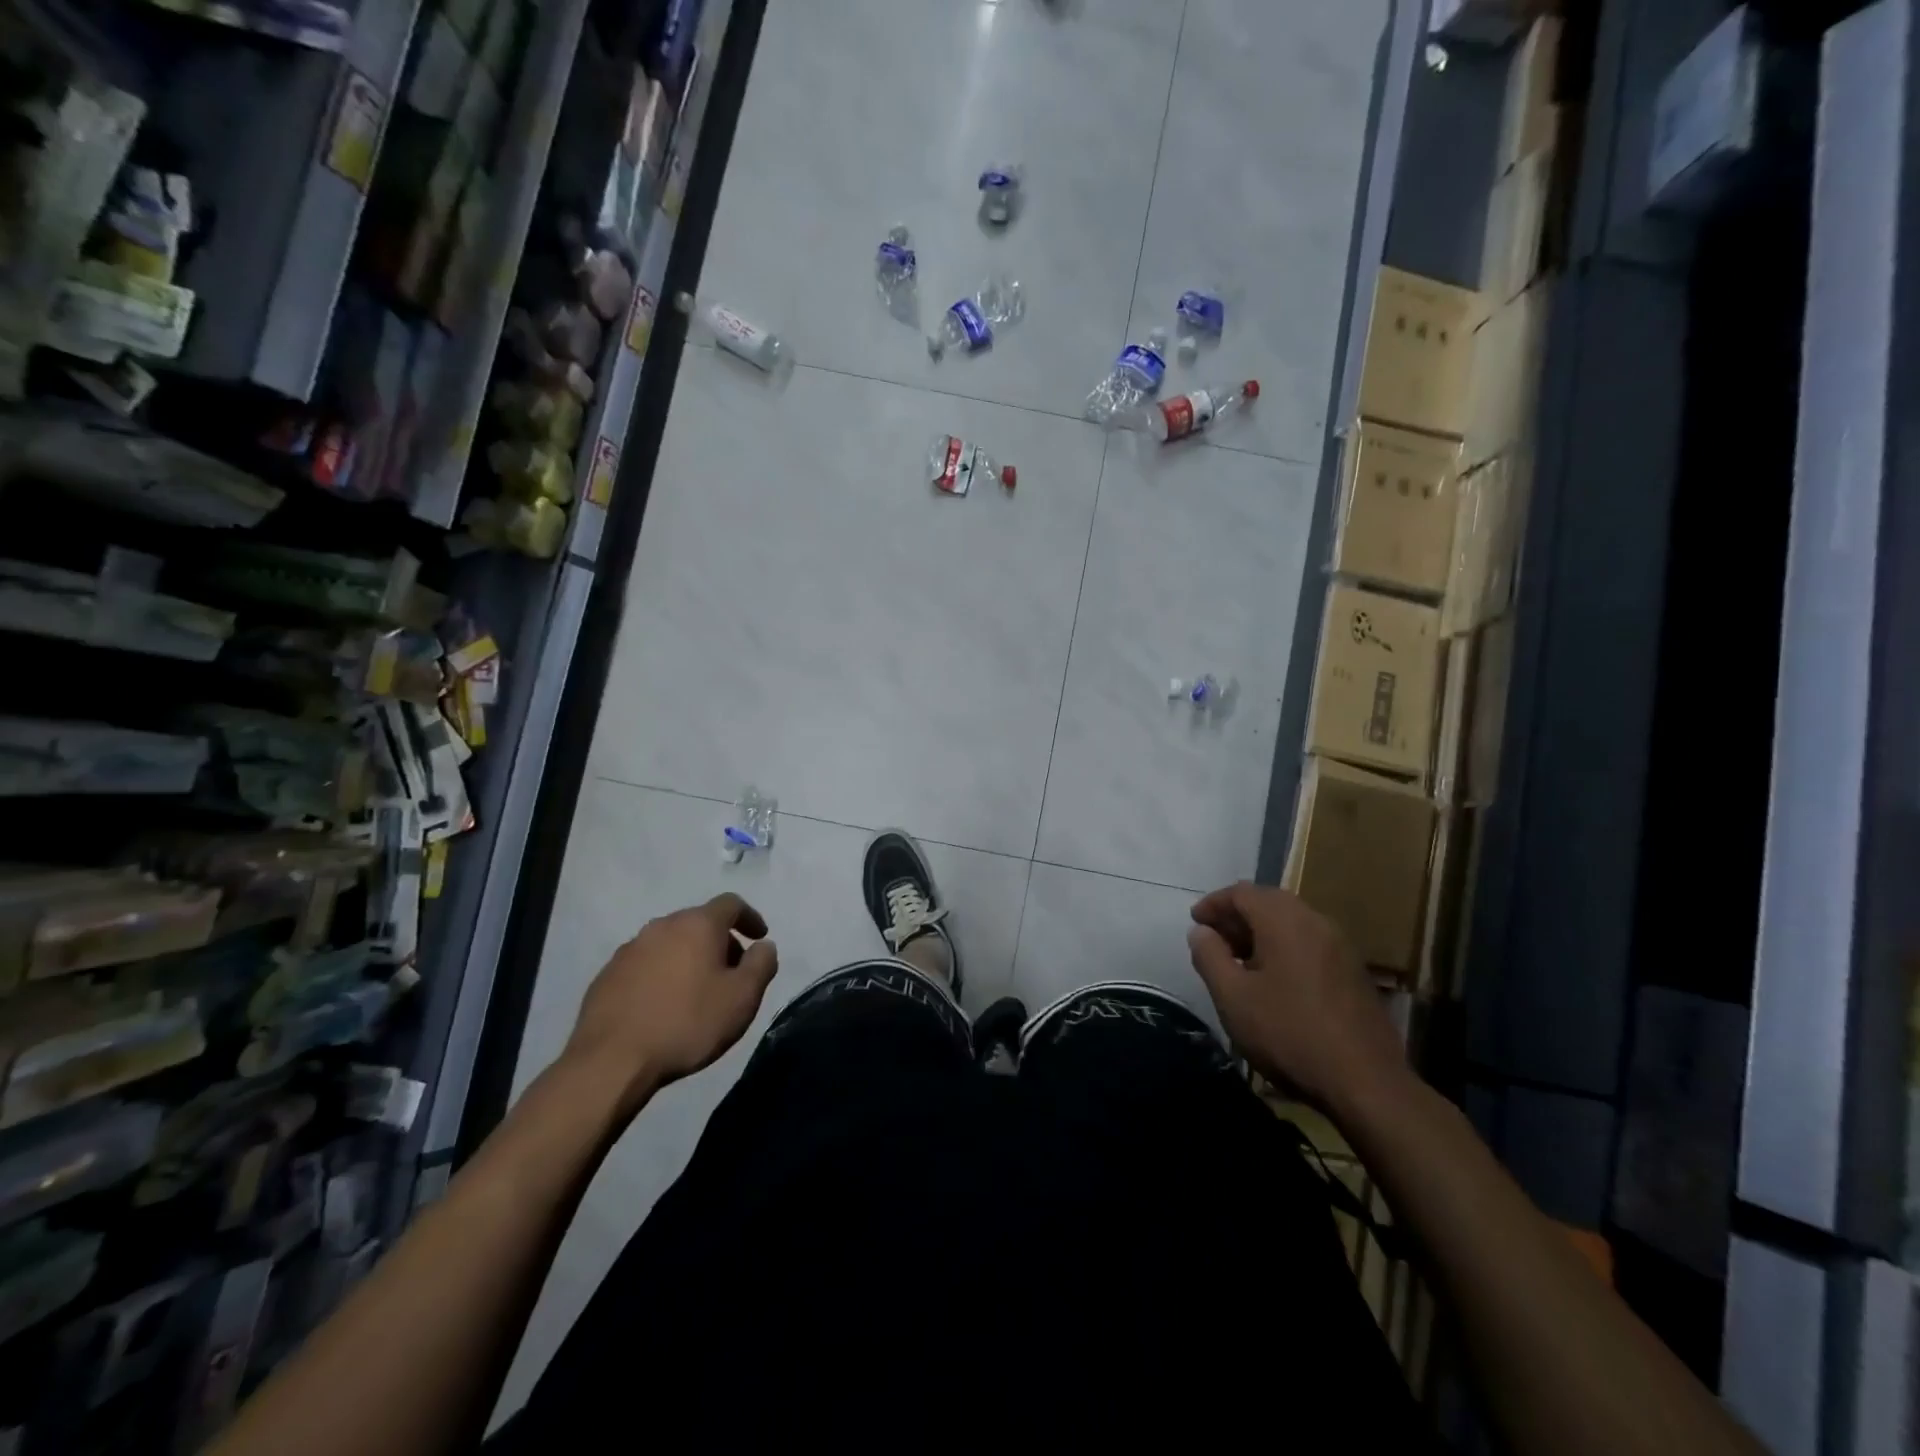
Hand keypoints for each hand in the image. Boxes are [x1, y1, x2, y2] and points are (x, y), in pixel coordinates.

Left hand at [562, 893, 778, 1111]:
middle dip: (720, 941)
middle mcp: (662, 926)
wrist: (611, 1061)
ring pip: (670, 943)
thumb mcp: (742, 998)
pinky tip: (663, 1004)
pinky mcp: (607, 974)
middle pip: (699, 922)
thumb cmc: (687, 1023)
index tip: (759, 938)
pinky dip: (662, 974)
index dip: (750, 917)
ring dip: (689, 958)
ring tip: (697, 991)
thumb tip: (764, 946)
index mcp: (697, 925)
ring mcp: (630, 949)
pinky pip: (645, 964)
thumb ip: (762, 964)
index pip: (731, 904)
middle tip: (731, 972)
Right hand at [1187, 882, 1408, 1118]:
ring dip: (1261, 932)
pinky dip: (1284, 947)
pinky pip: (1310, 943)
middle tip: (1214, 939)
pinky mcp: (1354, 972)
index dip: (1214, 903)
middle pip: (1270, 902)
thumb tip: (1200, 932)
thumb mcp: (1233, 998)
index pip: (1243, 893)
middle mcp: (1316, 923)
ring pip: (1292, 922)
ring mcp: (1341, 947)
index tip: (1195, 922)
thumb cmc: (1289, 1034)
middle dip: (1237, 916)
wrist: (1366, 1083)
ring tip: (1239, 960)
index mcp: (1285, 921)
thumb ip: (1210, 957)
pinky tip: (1273, 979)